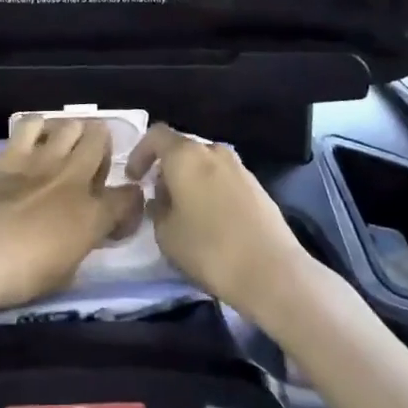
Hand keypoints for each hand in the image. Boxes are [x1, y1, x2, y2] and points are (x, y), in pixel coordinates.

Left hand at [0, 116, 143, 313]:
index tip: (119, 214)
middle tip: (92, 167)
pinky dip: (38, 128)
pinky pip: (31, 124)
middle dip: (103, 150)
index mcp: (92, 214)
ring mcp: (41, 160)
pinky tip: (33, 141)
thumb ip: (80, 246)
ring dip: (72, 134)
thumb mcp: (64, 275)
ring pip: (70, 124)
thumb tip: (83, 235)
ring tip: (65, 148)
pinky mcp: (11, 153)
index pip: (128, 197)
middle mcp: (73, 178)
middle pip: (100, 141)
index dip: (130, 203)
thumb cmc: (19, 277)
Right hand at [126, 123, 312, 318]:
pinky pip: (224, 179)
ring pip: (204, 165)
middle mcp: (213, 150)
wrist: (272, 271)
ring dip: (190, 181)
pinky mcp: (257, 186)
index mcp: (186, 154)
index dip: (140, 153)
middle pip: (182, 149)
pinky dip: (211, 191)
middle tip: (159, 199)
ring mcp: (239, 166)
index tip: (135, 179)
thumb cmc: (209, 249)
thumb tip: (161, 198)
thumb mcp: (166, 234)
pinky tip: (211, 221)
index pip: (156, 135)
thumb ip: (156, 208)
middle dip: (167, 169)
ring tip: (185, 213)